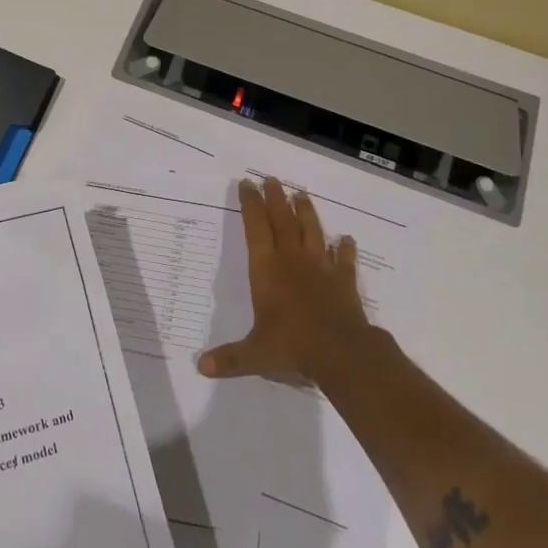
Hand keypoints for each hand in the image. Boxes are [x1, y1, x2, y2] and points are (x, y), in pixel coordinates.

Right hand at [198, 176, 371, 385]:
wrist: (341, 352)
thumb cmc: (292, 346)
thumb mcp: (255, 355)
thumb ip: (229, 358)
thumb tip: (200, 368)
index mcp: (267, 270)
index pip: (255, 228)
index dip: (250, 205)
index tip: (247, 184)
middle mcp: (292, 260)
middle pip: (282, 221)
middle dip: (275, 199)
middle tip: (271, 179)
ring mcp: (320, 268)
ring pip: (312, 231)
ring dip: (306, 212)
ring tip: (301, 194)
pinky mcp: (343, 281)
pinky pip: (344, 259)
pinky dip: (345, 248)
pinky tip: (346, 239)